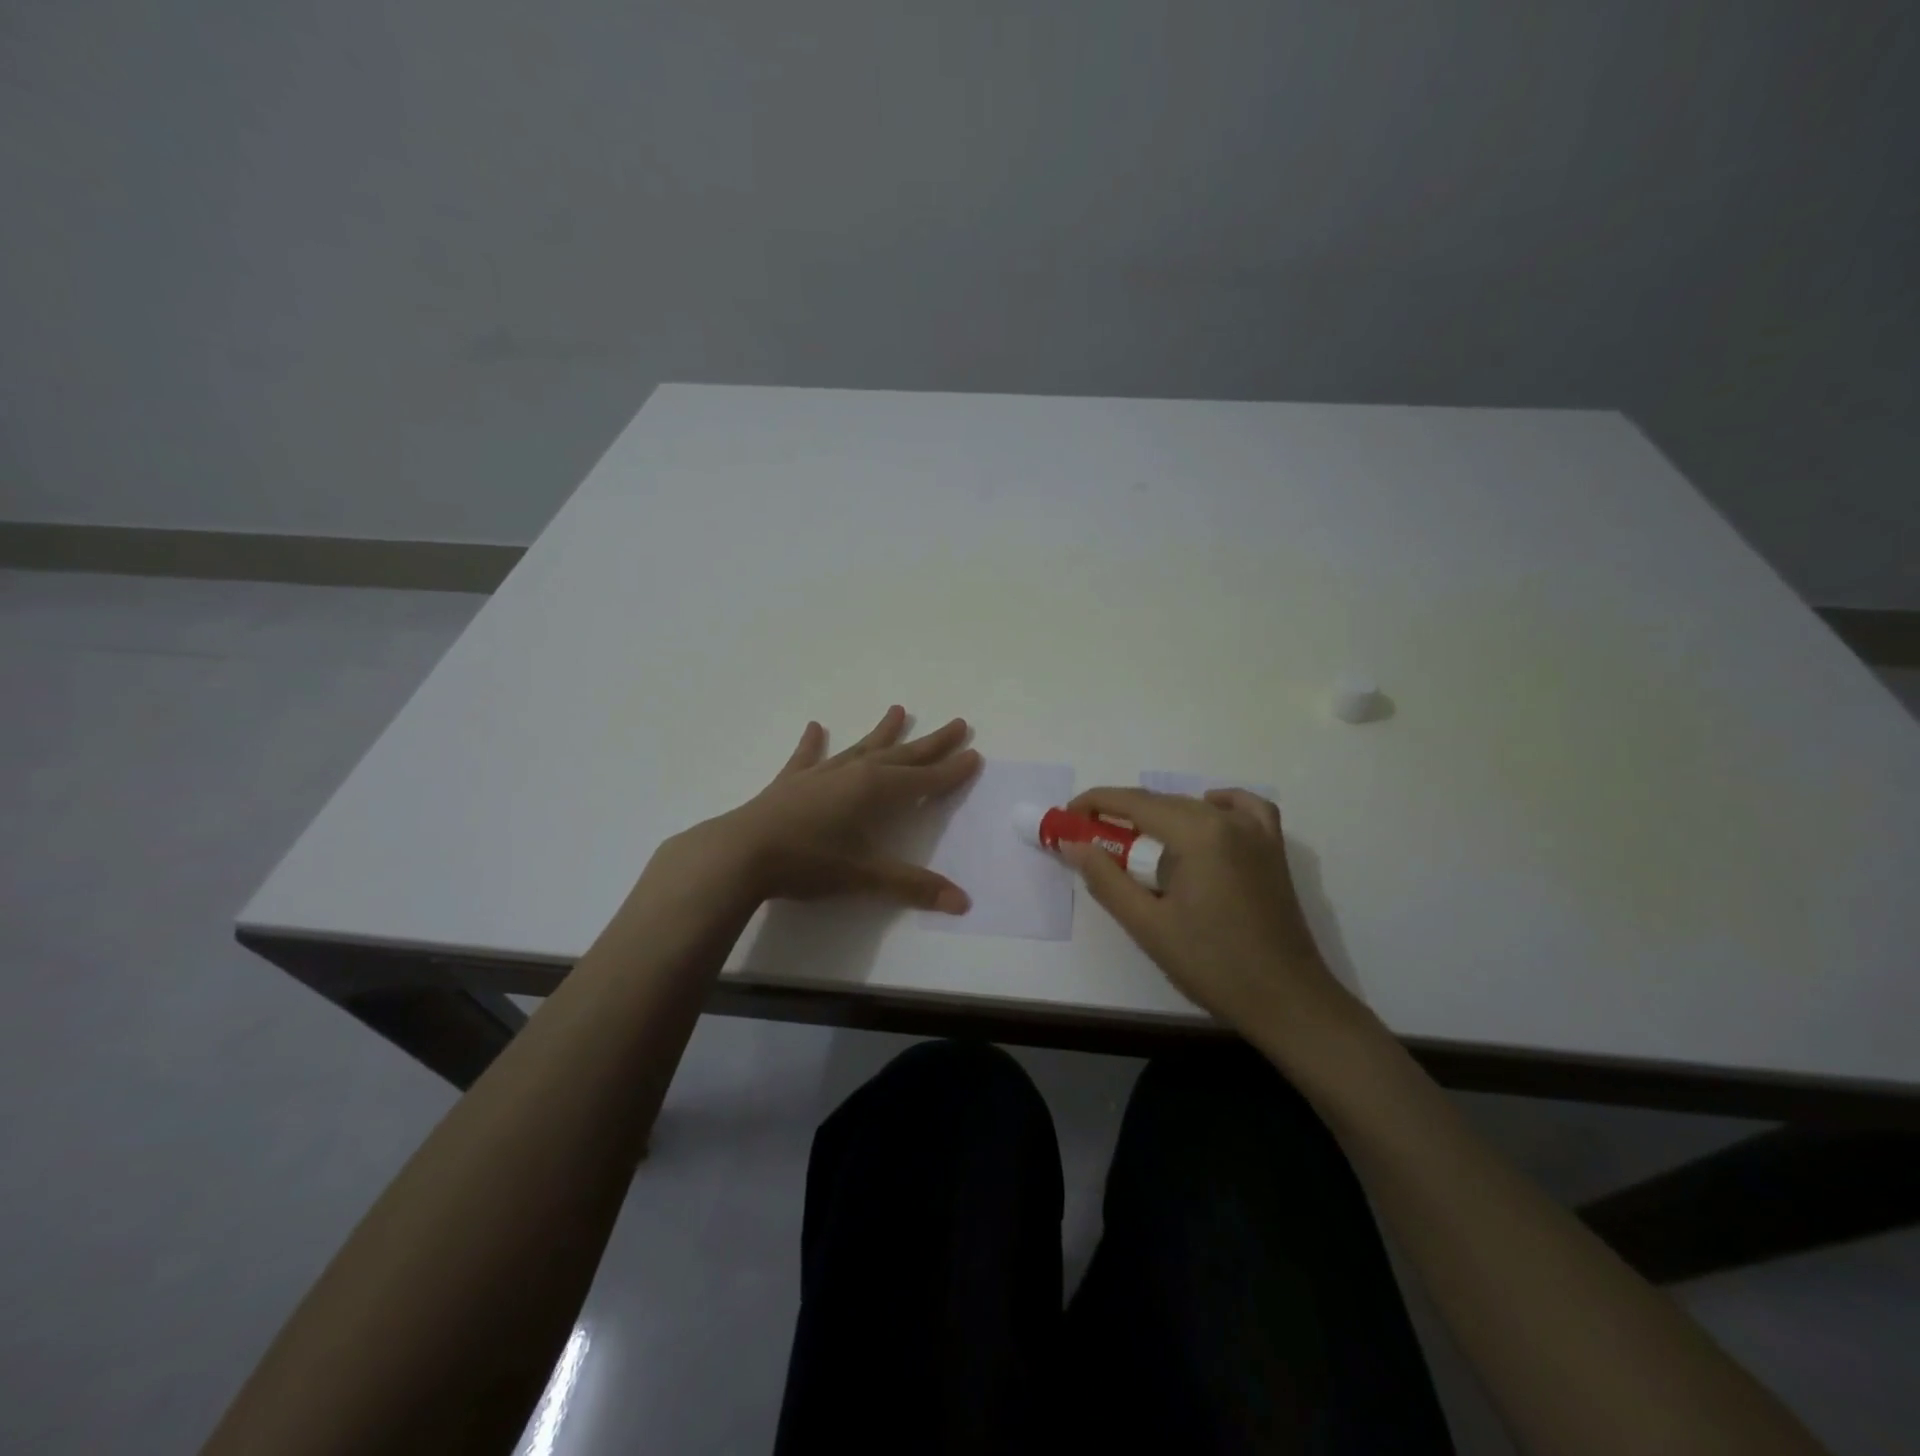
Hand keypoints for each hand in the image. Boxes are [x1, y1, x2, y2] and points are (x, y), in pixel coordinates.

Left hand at [661, 705, 980, 914]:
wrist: (741, 854)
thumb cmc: (808, 863)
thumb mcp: (864, 877)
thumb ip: (912, 886)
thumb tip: (962, 902)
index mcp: (876, 791)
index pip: (924, 779)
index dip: (951, 770)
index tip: (974, 754)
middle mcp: (853, 773)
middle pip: (901, 755)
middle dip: (931, 743)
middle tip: (958, 723)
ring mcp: (821, 774)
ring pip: (861, 747)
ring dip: (883, 732)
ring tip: (899, 710)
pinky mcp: (791, 782)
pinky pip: (808, 757)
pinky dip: (813, 743)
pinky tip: (815, 727)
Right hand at [1061, 786, 1362, 1058]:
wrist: (1286, 1000)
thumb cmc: (1212, 965)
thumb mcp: (1147, 925)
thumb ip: (1105, 879)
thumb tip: (1073, 844)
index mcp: (1197, 833)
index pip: (1135, 803)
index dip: (1096, 803)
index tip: (1068, 815)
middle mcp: (1228, 820)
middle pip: (1163, 802)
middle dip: (1123, 814)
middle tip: (1092, 839)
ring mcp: (1257, 833)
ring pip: (1196, 805)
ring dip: (1161, 815)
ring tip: (1138, 843)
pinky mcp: (1273, 850)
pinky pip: (1243, 809)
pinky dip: (1218, 805)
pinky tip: (1204, 818)